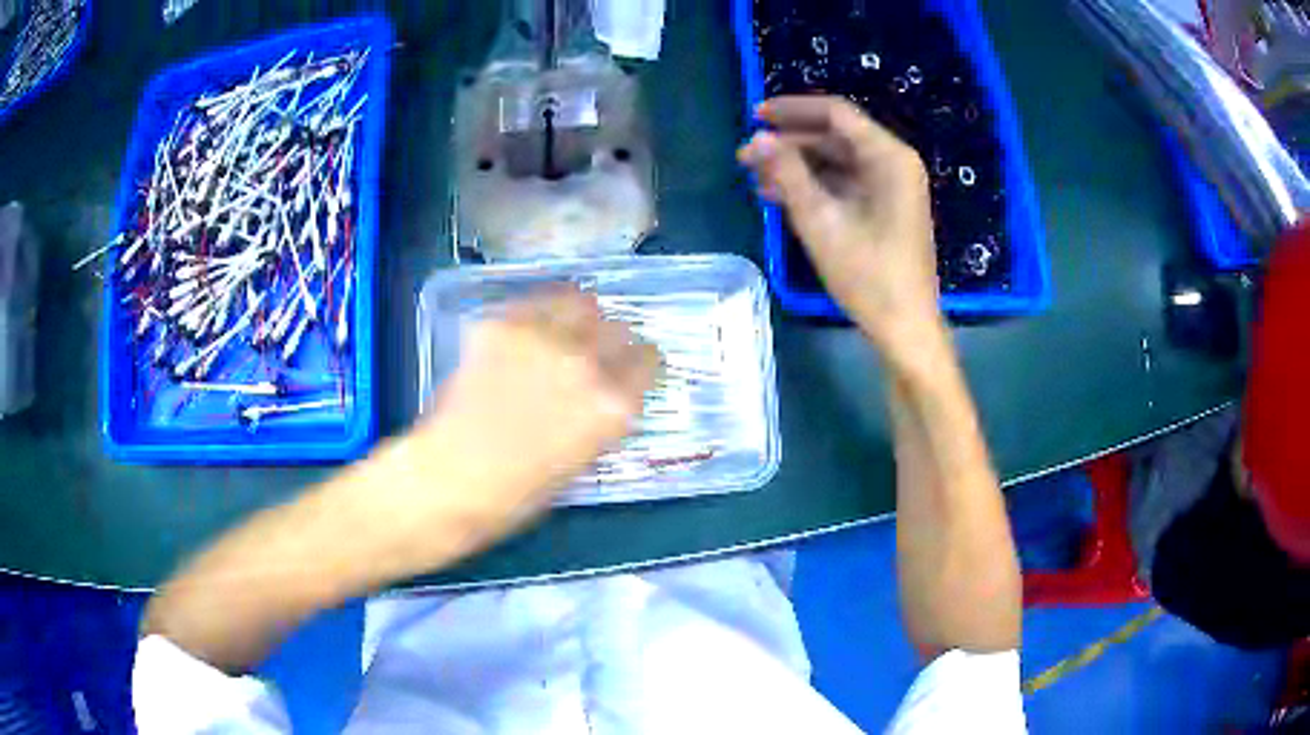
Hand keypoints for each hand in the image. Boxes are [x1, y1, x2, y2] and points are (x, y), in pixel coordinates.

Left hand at [406, 287, 659, 542]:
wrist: (452, 477)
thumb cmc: (519, 490)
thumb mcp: (583, 458)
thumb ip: (600, 417)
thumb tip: (602, 391)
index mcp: (614, 405)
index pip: (648, 360)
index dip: (638, 363)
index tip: (629, 365)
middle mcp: (588, 364)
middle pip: (619, 328)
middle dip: (612, 341)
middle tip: (592, 352)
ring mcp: (544, 338)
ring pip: (582, 302)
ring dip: (580, 317)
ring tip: (563, 330)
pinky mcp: (504, 323)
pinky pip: (537, 302)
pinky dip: (540, 312)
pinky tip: (529, 331)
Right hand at [738, 95, 941, 351]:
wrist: (905, 327)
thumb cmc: (868, 275)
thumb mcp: (821, 221)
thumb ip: (787, 173)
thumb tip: (756, 139)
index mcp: (889, 157)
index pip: (836, 114)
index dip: (793, 110)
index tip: (754, 116)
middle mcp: (894, 163)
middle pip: (835, 136)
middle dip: (789, 143)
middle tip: (746, 157)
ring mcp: (892, 186)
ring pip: (837, 161)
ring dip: (798, 166)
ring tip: (756, 180)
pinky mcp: (886, 207)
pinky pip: (846, 183)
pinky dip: (815, 186)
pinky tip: (781, 197)